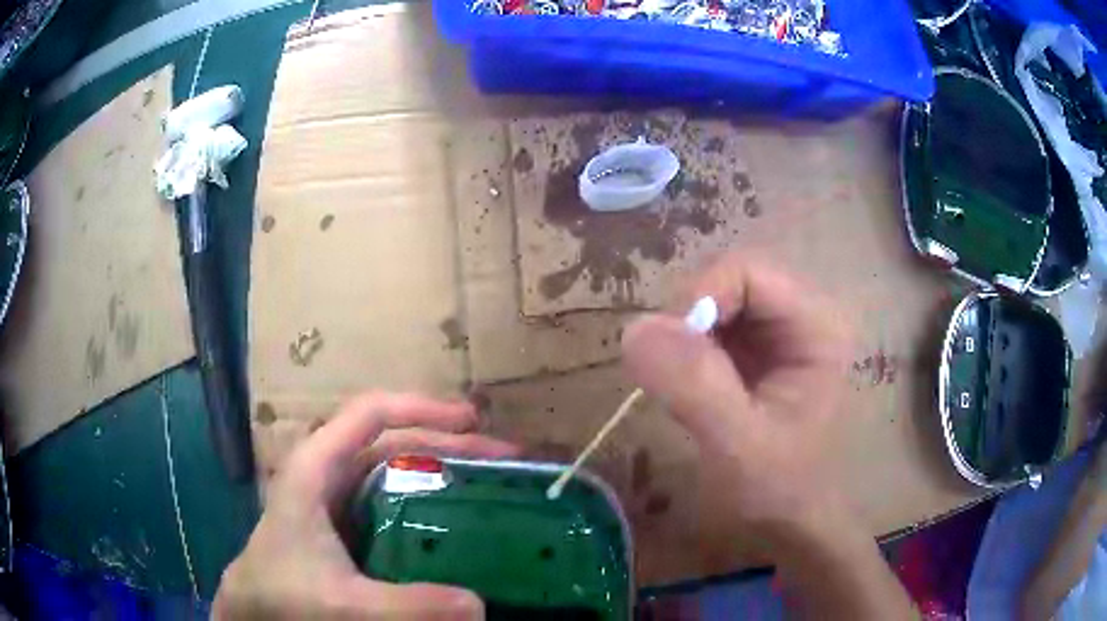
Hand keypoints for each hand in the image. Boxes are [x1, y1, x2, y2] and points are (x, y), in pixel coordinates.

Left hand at [213, 393, 518, 619]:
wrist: (253, 607)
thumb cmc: (285, 594)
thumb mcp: (345, 604)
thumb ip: (408, 605)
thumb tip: (480, 606)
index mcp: (317, 467)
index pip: (371, 414)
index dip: (422, 408)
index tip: (473, 422)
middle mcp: (328, 471)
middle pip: (392, 439)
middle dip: (448, 442)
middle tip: (503, 459)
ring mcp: (336, 496)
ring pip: (393, 467)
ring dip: (440, 468)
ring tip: (488, 483)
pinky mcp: (344, 522)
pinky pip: (390, 498)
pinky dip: (425, 498)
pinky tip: (453, 520)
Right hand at [621, 253, 852, 554]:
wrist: (791, 525)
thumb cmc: (778, 491)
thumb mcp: (737, 445)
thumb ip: (694, 385)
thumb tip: (635, 327)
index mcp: (815, 327)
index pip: (746, 272)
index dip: (699, 297)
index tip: (666, 351)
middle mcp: (800, 318)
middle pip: (728, 282)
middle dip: (689, 322)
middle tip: (669, 376)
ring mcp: (777, 335)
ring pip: (714, 304)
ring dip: (684, 339)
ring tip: (680, 390)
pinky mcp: (756, 355)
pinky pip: (711, 331)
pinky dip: (686, 354)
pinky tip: (689, 391)